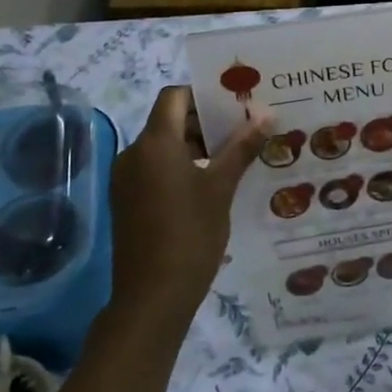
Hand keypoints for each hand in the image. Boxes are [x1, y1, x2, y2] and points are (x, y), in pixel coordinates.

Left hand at [109, 86, 265, 319]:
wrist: (152, 297)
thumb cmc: (190, 234)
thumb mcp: (221, 188)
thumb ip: (241, 147)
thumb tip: (265, 115)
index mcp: (154, 143)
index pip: (174, 96)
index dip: (203, 95)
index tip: (234, 105)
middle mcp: (133, 154)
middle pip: (169, 121)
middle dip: (205, 122)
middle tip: (243, 130)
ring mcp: (126, 179)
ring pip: (163, 147)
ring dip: (195, 146)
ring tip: (233, 158)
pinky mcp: (126, 201)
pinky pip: (154, 169)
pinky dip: (180, 167)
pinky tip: (210, 185)